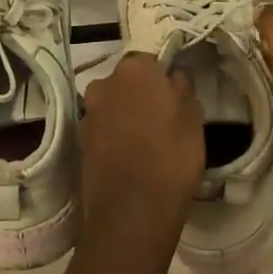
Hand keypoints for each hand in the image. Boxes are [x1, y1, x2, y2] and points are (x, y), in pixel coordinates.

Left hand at [78, 53, 204, 246]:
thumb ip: (182, 89)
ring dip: (124, 116)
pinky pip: (102, 130)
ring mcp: (87, 113)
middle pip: (126, 82)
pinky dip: (113, 138)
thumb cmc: (171, 157)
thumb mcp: (193, 119)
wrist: (132, 212)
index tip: (174, 97)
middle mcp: (103, 83)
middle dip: (140, 95)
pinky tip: (129, 158)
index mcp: (134, 70)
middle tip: (162, 119)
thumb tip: (173, 77)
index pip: (150, 61)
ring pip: (112, 106)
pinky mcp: (79, 142)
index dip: (162, 78)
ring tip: (145, 142)